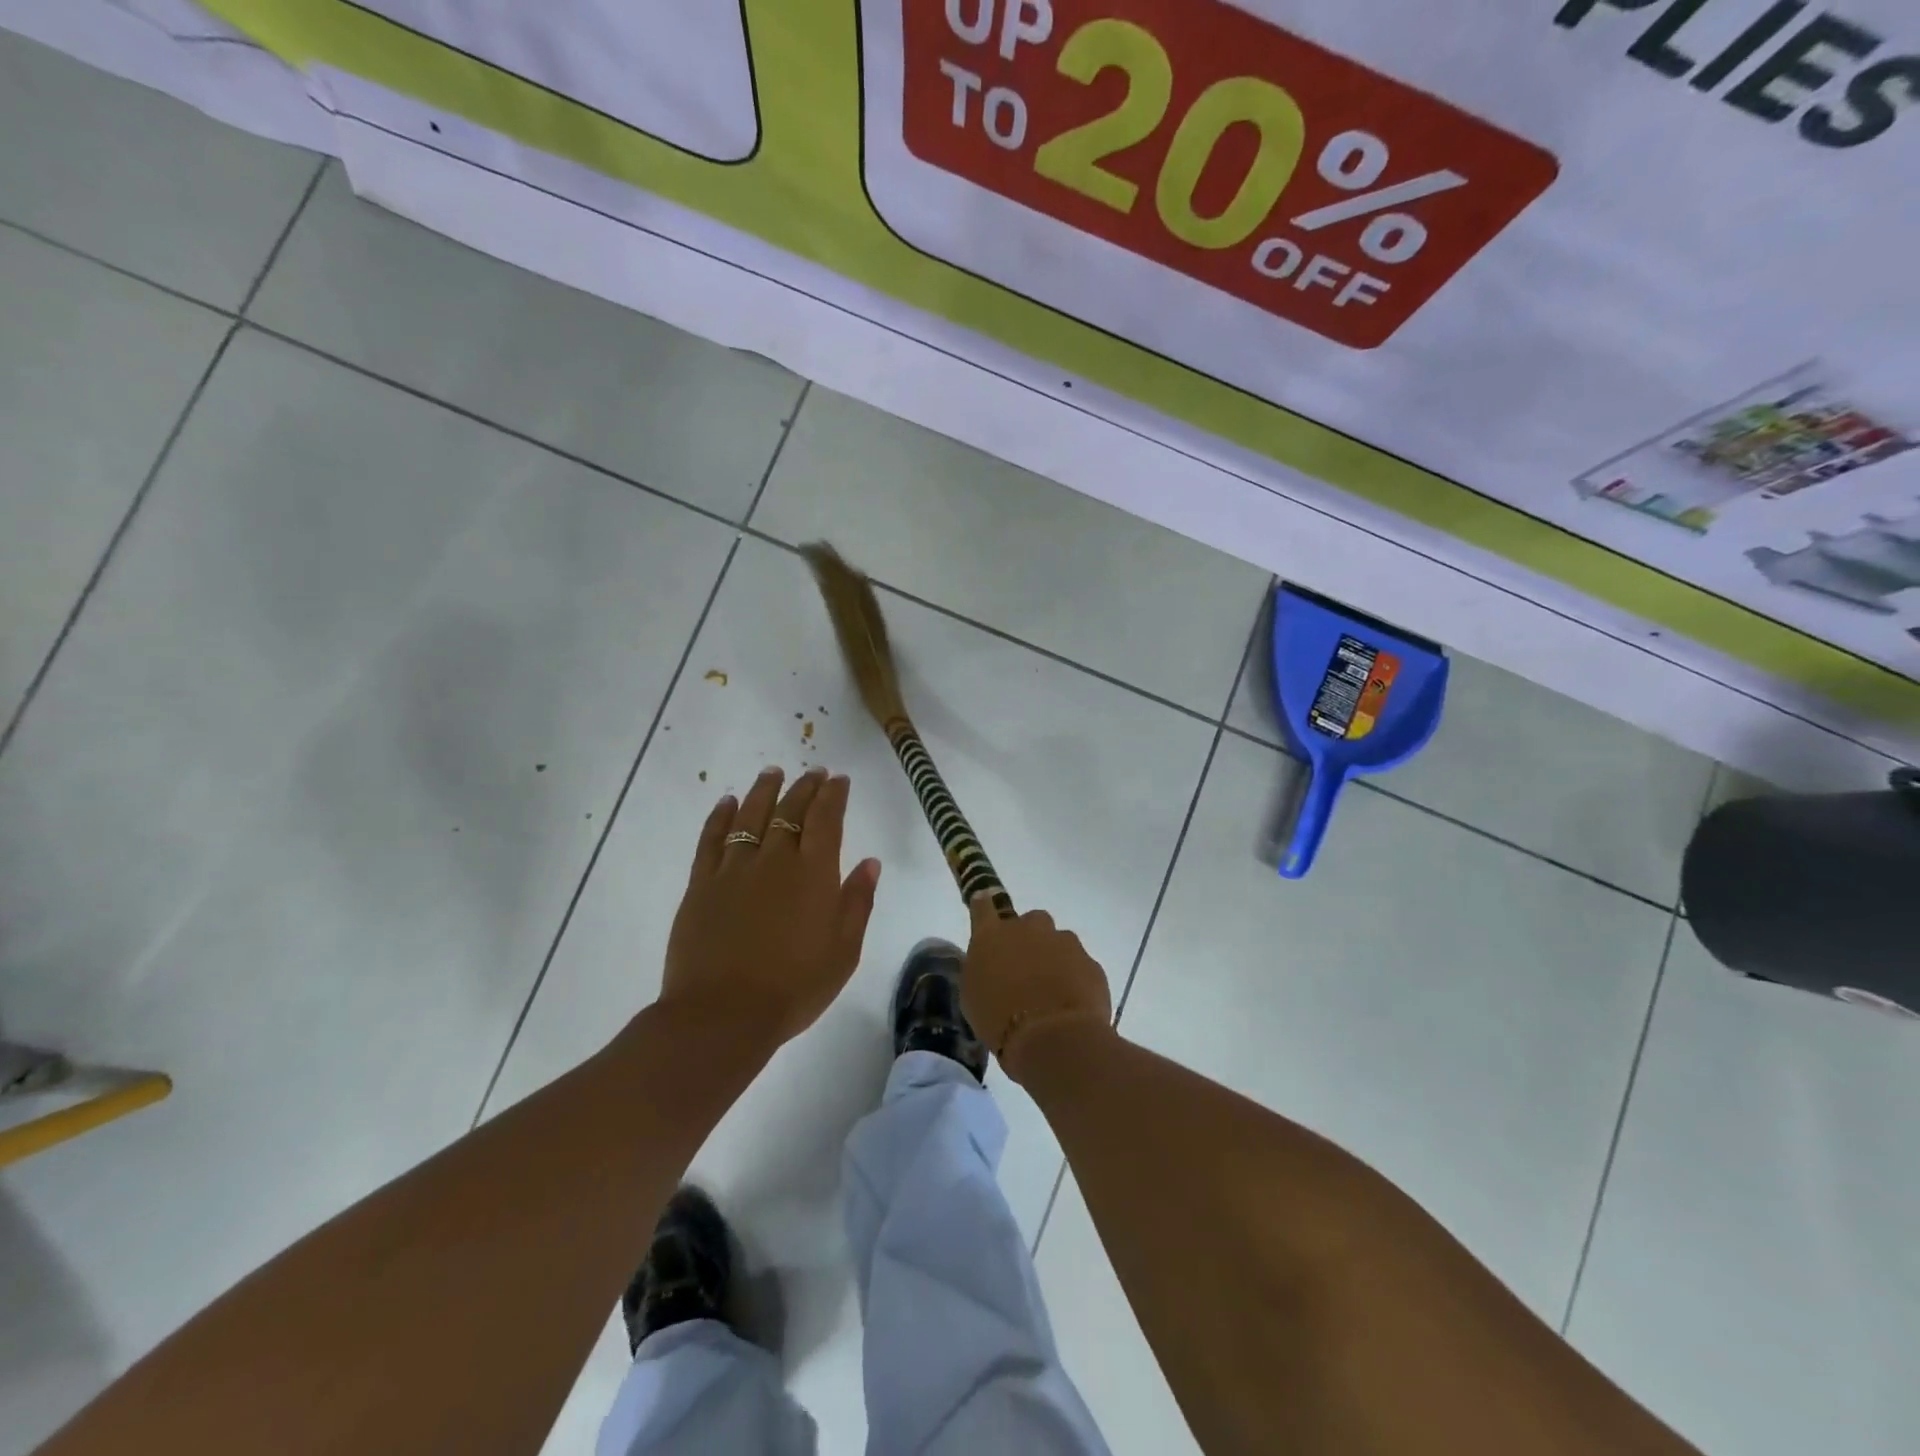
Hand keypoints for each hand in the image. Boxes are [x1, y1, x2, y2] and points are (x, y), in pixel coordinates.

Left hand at [659, 767, 880, 1048]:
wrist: (723, 1014)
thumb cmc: (794, 987)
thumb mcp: (844, 951)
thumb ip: (857, 902)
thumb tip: (869, 862)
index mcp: (814, 873)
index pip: (826, 819)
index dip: (833, 795)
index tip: (838, 779)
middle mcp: (775, 859)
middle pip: (791, 810)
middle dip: (805, 787)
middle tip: (813, 772)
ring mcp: (734, 868)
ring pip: (751, 815)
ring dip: (764, 790)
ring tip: (772, 772)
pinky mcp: (701, 884)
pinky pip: (712, 839)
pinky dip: (721, 816)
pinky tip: (727, 802)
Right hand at [963, 901, 1112, 1082]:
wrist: (1053, 1038)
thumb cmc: (1000, 1021)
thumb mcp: (973, 997)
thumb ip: (982, 970)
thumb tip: (991, 964)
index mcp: (992, 935)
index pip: (983, 907)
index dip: (984, 906)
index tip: (985, 905)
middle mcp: (1029, 929)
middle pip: (1030, 921)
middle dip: (1030, 938)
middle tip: (1026, 968)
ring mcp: (1064, 942)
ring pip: (1059, 941)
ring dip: (1055, 958)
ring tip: (1052, 992)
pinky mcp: (1090, 962)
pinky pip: (1080, 965)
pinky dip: (1076, 979)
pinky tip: (1071, 1005)